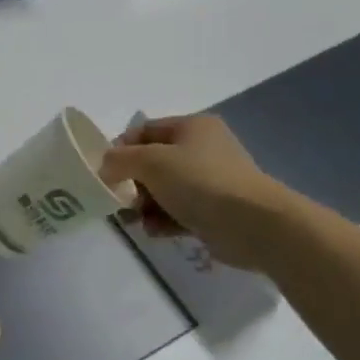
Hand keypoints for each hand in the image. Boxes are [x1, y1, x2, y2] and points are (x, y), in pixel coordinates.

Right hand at [101, 115, 299, 271]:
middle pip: (153, 163)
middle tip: (120, 201)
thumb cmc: (200, 182)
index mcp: (192, 127)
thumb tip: (106, 166)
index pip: (144, 130)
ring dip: (146, 205)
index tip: (106, 173)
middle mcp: (203, 149)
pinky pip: (180, 211)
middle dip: (133, 183)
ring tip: (137, 221)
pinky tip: (157, 232)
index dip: (121, 149)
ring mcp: (211, 181)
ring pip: (164, 190)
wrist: (253, 224)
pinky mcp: (215, 211)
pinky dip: (165, 220)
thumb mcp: (151, 162)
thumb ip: (120, 160)